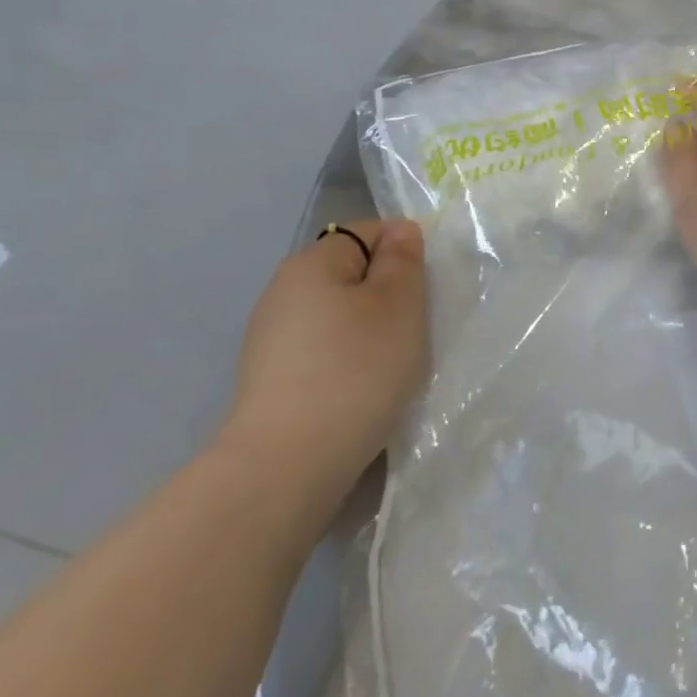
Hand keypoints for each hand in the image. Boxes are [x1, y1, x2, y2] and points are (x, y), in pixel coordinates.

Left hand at [220, 219, 430, 509]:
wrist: (287, 465)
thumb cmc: (356, 369)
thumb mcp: (400, 304)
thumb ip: (404, 259)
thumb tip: (400, 231)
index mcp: (312, 263)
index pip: (369, 232)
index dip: (404, 252)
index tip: (425, 292)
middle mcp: (283, 292)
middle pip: (353, 275)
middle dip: (389, 295)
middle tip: (414, 330)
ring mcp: (272, 338)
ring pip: (340, 316)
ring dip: (371, 331)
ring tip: (391, 366)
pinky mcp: (272, 380)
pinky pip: (324, 351)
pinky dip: (348, 361)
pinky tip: (362, 390)